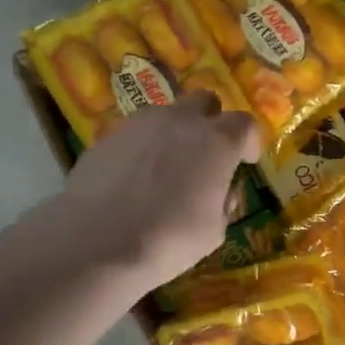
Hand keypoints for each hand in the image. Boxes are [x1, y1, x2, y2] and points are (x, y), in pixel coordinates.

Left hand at [60, 94, 262, 287]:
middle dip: (212, 122)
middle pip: (205, 102)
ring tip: (168, 166)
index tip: (246, 161)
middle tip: (208, 153)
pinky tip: (135, 178)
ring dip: (175, 132)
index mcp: (216, 141)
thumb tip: (221, 191)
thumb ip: (223, 202)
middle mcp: (180, 120)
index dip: (249, 141)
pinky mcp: (107, 135)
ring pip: (167, 114)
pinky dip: (143, 147)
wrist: (96, 242)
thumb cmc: (168, 240)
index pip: (245, 123)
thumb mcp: (213, 231)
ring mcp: (139, 123)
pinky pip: (136, 133)